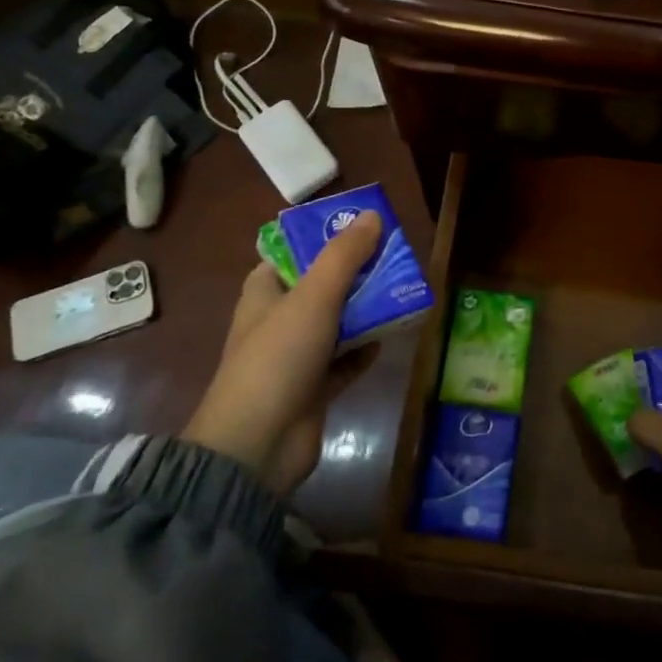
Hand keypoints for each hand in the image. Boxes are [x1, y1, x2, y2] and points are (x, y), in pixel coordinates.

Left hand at [182, 211, 381, 494]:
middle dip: (358, 274)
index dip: (326, 238)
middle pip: (323, 286)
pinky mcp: (313, 387)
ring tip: (403, 293)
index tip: (365, 229)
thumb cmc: (279, 357)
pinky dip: (364, 349)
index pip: (294, 253)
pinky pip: (345, 359)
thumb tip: (373, 216)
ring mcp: (296, 355)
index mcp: (265, 291)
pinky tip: (389, 339)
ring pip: (337, 322)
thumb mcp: (314, 296)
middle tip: (396, 260)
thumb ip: (344, 256)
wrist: (258, 444)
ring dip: (366, 311)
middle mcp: (278, 319)